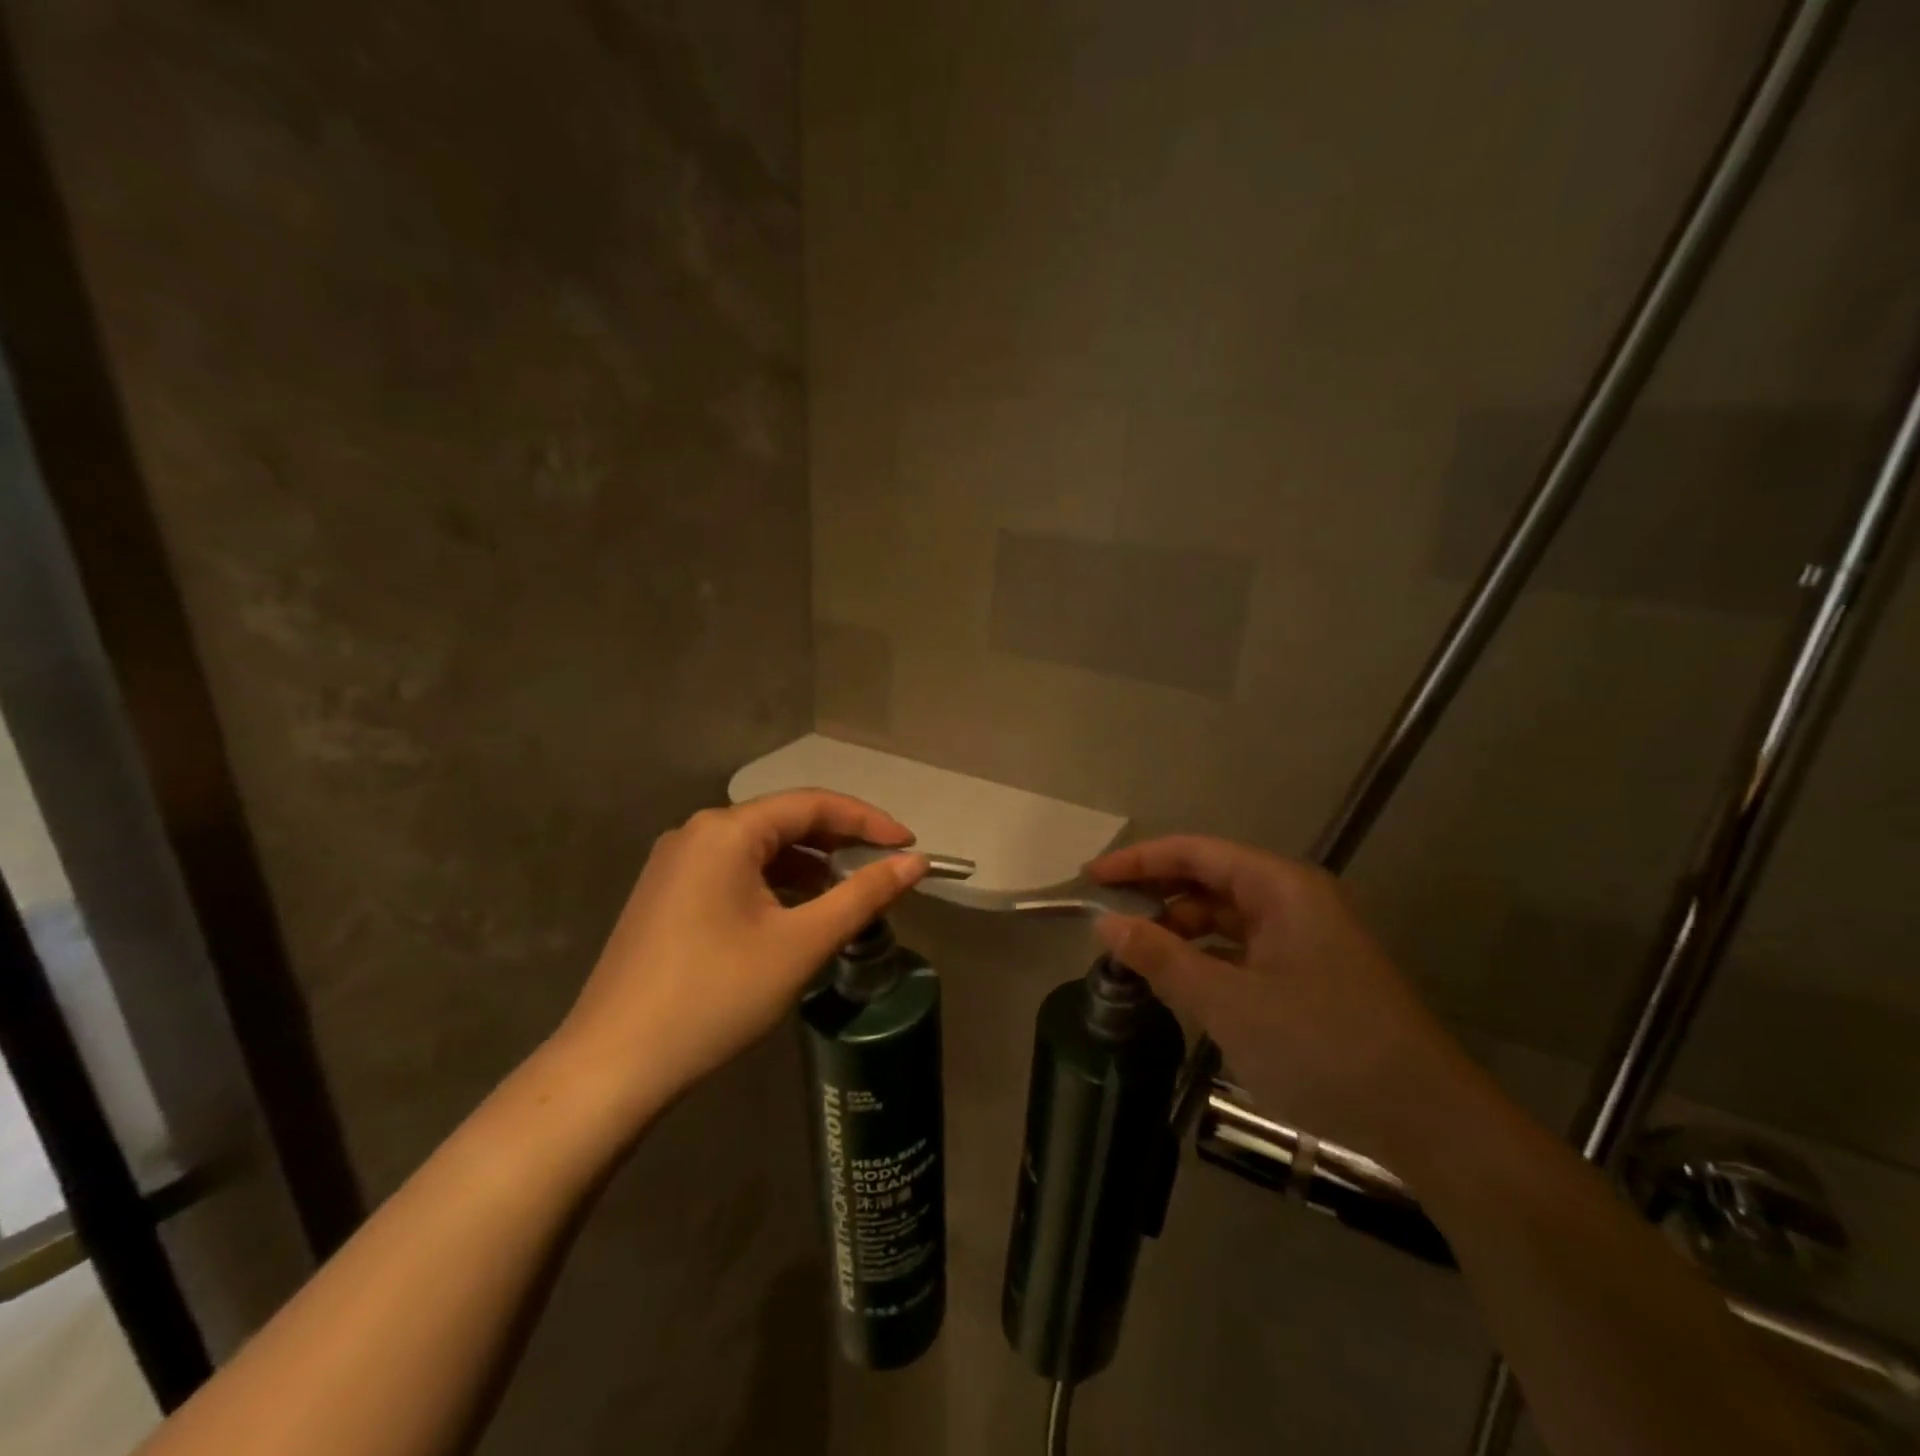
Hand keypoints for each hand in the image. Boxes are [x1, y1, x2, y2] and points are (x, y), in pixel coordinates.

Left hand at [552, 791, 928, 1117]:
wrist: (614, 1065)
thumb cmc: (716, 995)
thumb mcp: (801, 944)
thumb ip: (863, 895)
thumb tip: (916, 863)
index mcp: (726, 830)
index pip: (813, 805)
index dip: (868, 821)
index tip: (909, 844)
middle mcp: (697, 833)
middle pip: (784, 821)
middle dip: (839, 842)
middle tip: (885, 868)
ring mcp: (675, 864)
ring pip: (759, 849)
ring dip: (808, 865)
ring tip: (849, 892)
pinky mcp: (666, 895)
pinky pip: (734, 872)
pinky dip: (775, 884)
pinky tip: (797, 912)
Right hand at [1087, 835, 1466, 1158]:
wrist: (1428, 1120)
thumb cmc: (1323, 1045)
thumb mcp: (1229, 1003)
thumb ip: (1162, 958)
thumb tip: (1105, 924)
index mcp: (1280, 886)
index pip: (1194, 853)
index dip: (1138, 861)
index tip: (1091, 878)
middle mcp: (1293, 899)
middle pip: (1210, 880)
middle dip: (1157, 896)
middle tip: (1106, 921)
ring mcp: (1304, 937)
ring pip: (1226, 918)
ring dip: (1180, 931)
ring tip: (1136, 957)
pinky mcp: (1309, 974)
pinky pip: (1244, 950)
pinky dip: (1207, 959)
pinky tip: (1181, 982)